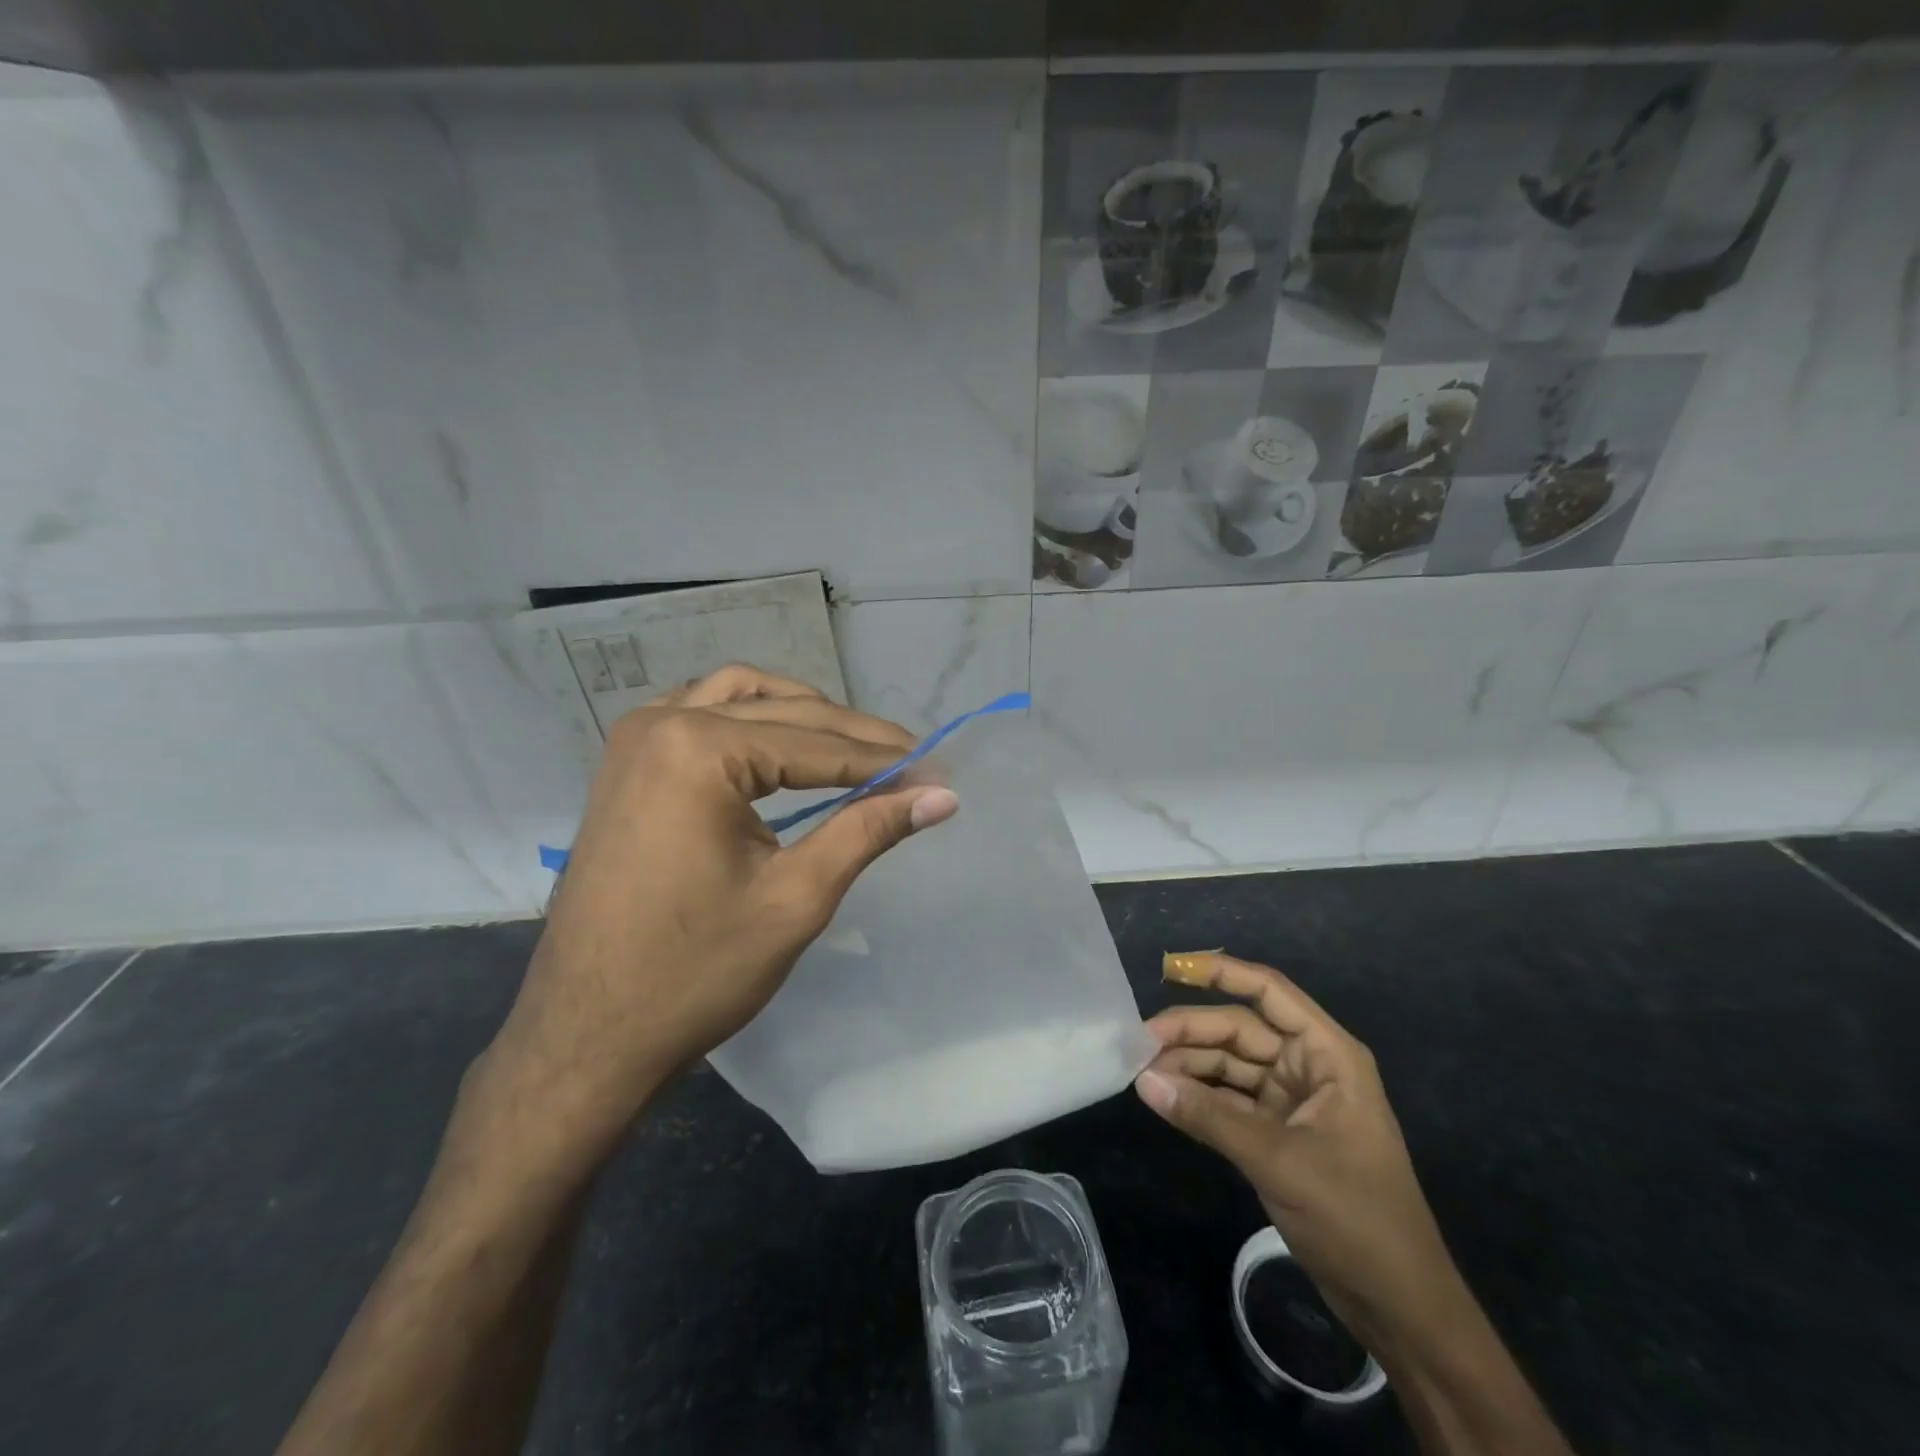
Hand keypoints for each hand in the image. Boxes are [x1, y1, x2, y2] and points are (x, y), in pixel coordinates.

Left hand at [479, 665, 958, 1161]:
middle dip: (851, 738)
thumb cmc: (695, 973)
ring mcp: (634, 740)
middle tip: (911, 765)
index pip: (816, 745)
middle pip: (782, 712)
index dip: (884, 762)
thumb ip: (869, 831)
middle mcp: (662, 722)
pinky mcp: (625, 765)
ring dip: (801, 715)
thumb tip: (942, 796)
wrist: (586, 1037)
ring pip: (739, 697)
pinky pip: (699, 715)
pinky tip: (778, 746)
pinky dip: (749, 720)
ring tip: (853, 749)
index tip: (937, 773)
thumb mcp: (796, 899)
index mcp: (698, 749)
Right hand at [1136, 953, 1454, 1340]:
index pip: (1269, 992)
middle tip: (1138, 1043)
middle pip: (1239, 1029)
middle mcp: (1308, 1067)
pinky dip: (1198, 1099)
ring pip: (1229, 1065)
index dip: (1221, 972)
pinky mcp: (1277, 1134)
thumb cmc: (1356, 1218)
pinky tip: (1165, 1098)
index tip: (1170, 967)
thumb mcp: (1279, 1161)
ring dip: (1188, 1066)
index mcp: (1328, 1054)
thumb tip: (1143, 1079)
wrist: (1399, 1307)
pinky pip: (1229, 1101)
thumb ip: (1208, 1117)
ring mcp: (1291, 1101)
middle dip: (1190, 1032)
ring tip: (1142, 1072)